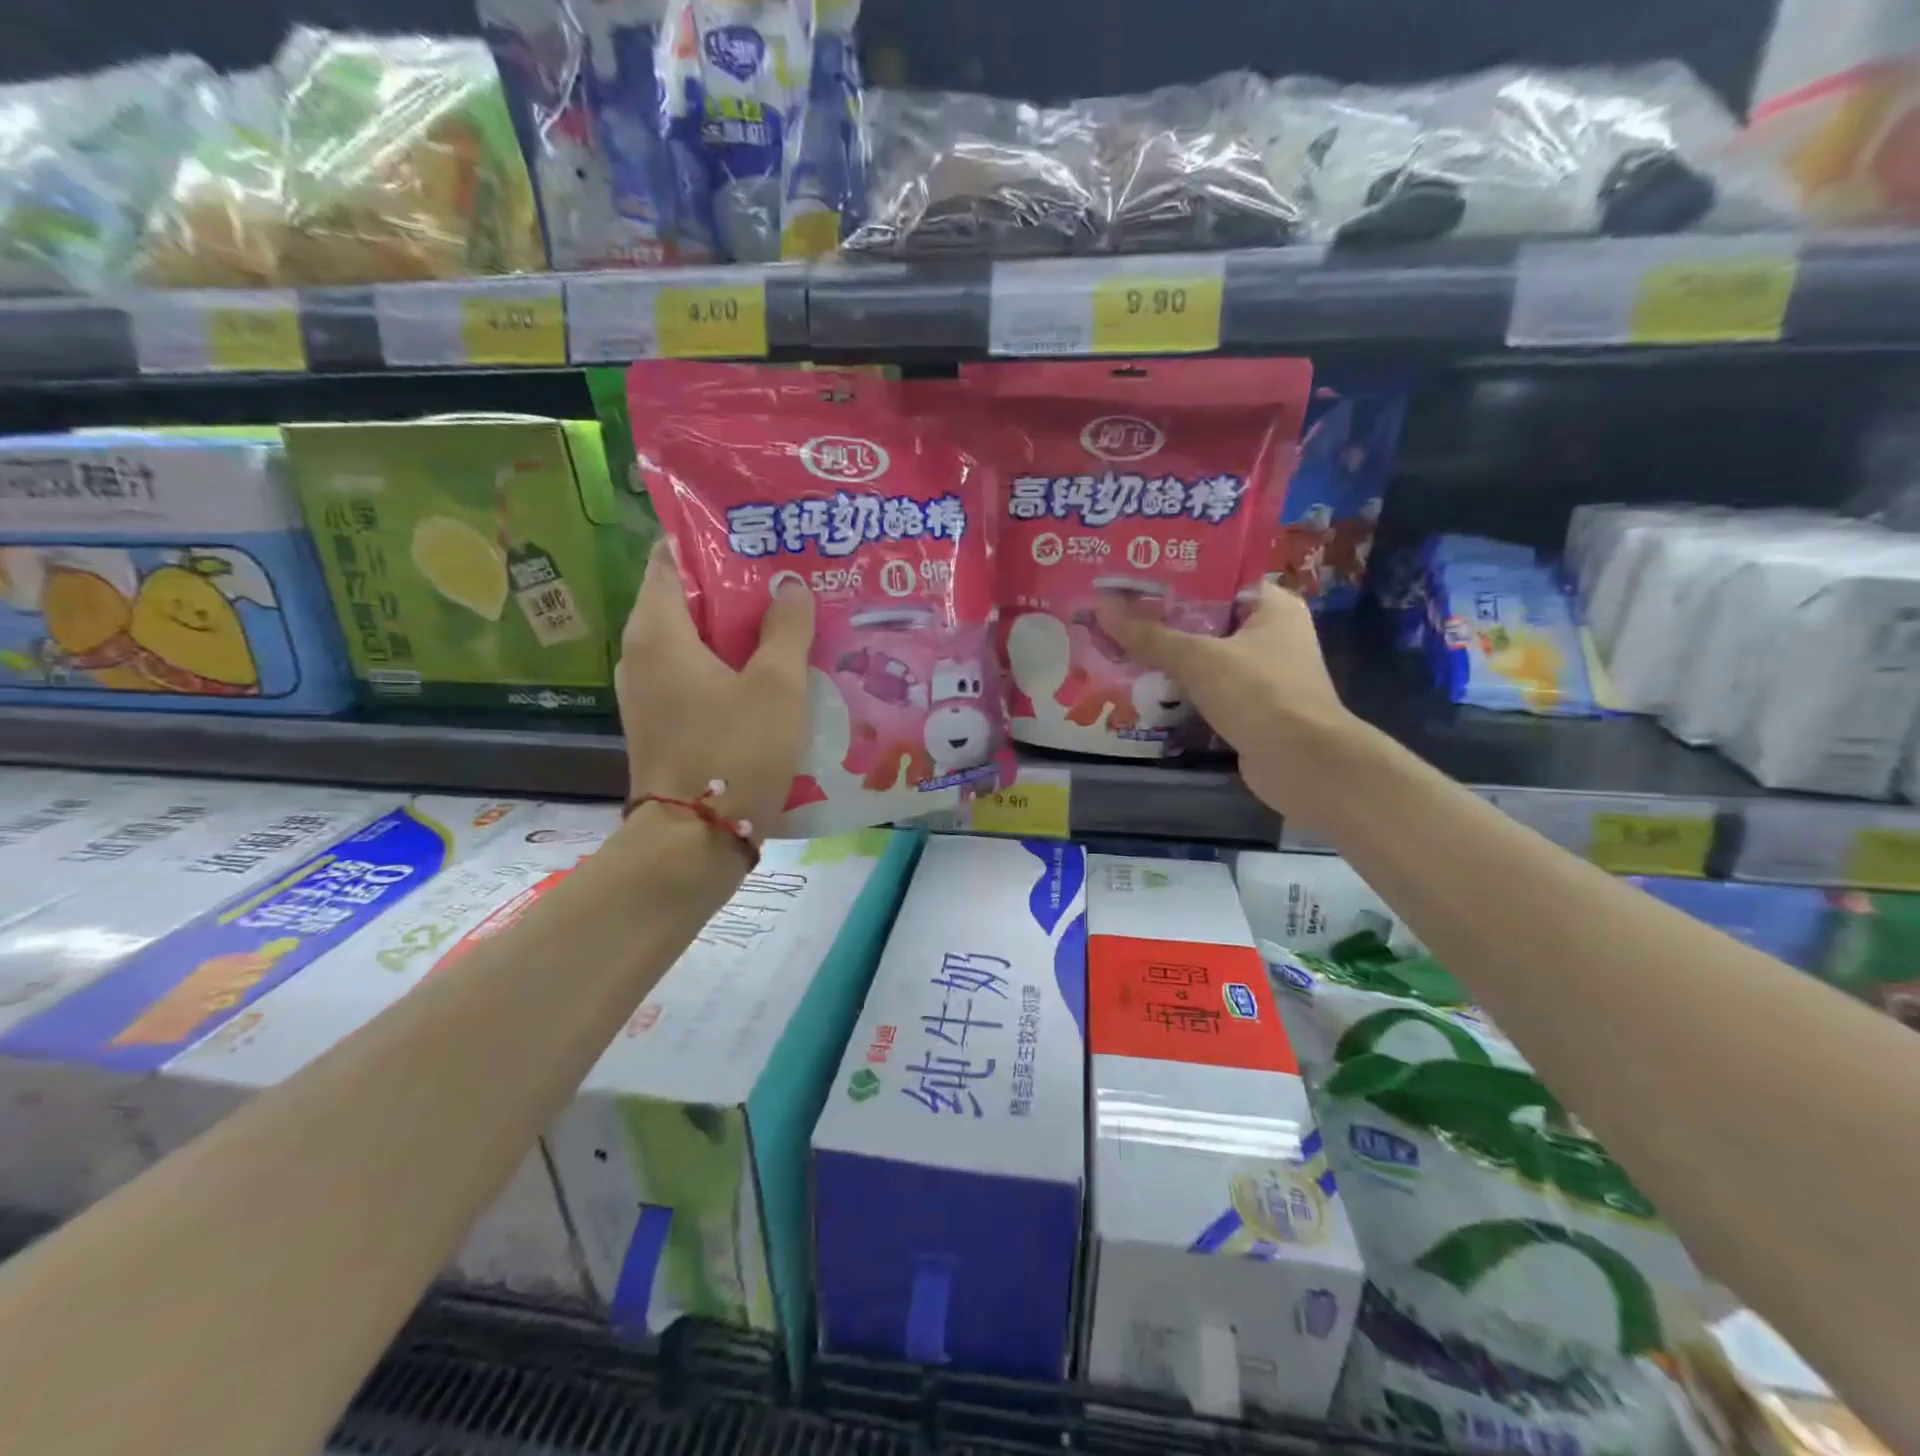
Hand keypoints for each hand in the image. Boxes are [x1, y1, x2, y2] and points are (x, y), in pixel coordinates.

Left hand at [616, 542, 814, 843]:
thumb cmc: (733, 753)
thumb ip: (786, 629)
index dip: (711, 541)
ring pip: (695, 641)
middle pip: (687, 599)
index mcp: (658, 630)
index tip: (758, 537)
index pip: (670, 558)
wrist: (693, 842)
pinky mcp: (664, 722)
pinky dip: (729, 666)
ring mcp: (649, 691)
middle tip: (789, 577)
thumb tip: (789, 585)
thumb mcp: (776, 686)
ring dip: (738, 630)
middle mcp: (642, 653)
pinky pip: (696, 675)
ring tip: (790, 621)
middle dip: (736, 586)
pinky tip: (773, 673)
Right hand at [1094, 581, 1357, 815]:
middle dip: (1161, 619)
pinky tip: (1140, 685)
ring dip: (1166, 657)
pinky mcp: (1249, 706)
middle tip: (1114, 611)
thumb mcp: (1199, 659)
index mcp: (1271, 606)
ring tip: (1117, 645)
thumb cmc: (1260, 694)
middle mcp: (1270, 633)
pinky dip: (1178, 688)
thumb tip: (1101, 608)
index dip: (1174, 576)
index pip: (1218, 577)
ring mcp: (1261, 673)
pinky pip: (1205, 687)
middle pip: (1206, 618)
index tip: (1132, 576)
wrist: (1303, 764)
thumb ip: (1150, 636)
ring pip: (1203, 656)